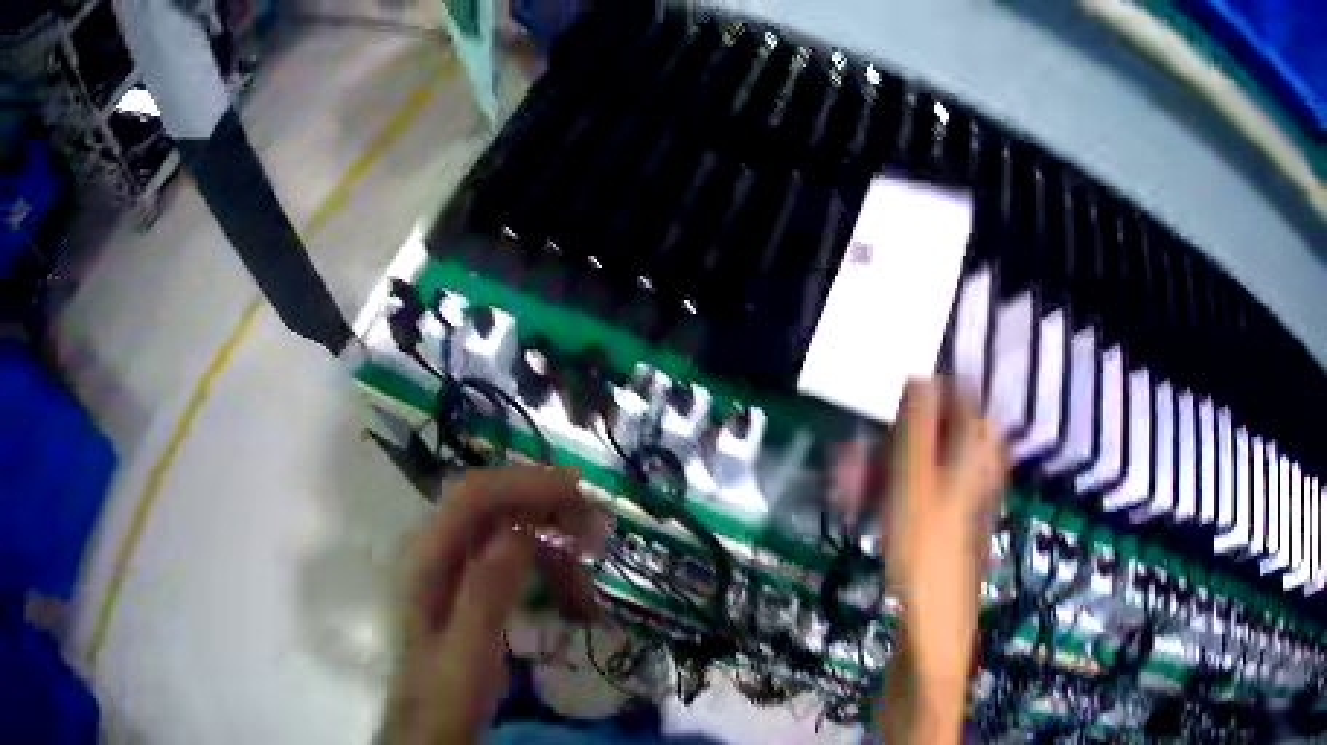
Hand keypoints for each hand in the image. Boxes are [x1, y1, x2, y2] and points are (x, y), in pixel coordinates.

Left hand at [380, 467, 605, 744]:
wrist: (428, 724)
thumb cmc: (445, 693)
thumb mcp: (468, 651)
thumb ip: (486, 590)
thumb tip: (520, 528)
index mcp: (427, 558)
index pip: (476, 494)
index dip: (528, 483)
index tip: (583, 495)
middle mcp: (434, 549)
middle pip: (492, 502)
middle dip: (546, 507)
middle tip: (597, 533)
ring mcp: (449, 564)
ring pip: (505, 527)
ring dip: (551, 541)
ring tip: (590, 575)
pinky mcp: (465, 583)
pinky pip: (509, 555)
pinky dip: (544, 564)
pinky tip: (570, 596)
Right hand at [880, 379, 1006, 742]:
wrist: (934, 631)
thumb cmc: (926, 557)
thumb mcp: (917, 487)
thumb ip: (917, 430)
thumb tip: (919, 376)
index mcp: (974, 461)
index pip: (967, 403)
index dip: (936, 389)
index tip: (896, 389)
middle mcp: (972, 480)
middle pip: (939, 441)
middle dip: (892, 440)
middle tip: (854, 452)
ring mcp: (958, 511)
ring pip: (922, 473)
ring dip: (883, 470)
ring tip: (846, 484)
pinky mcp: (941, 537)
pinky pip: (916, 502)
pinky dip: (889, 498)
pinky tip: (862, 511)